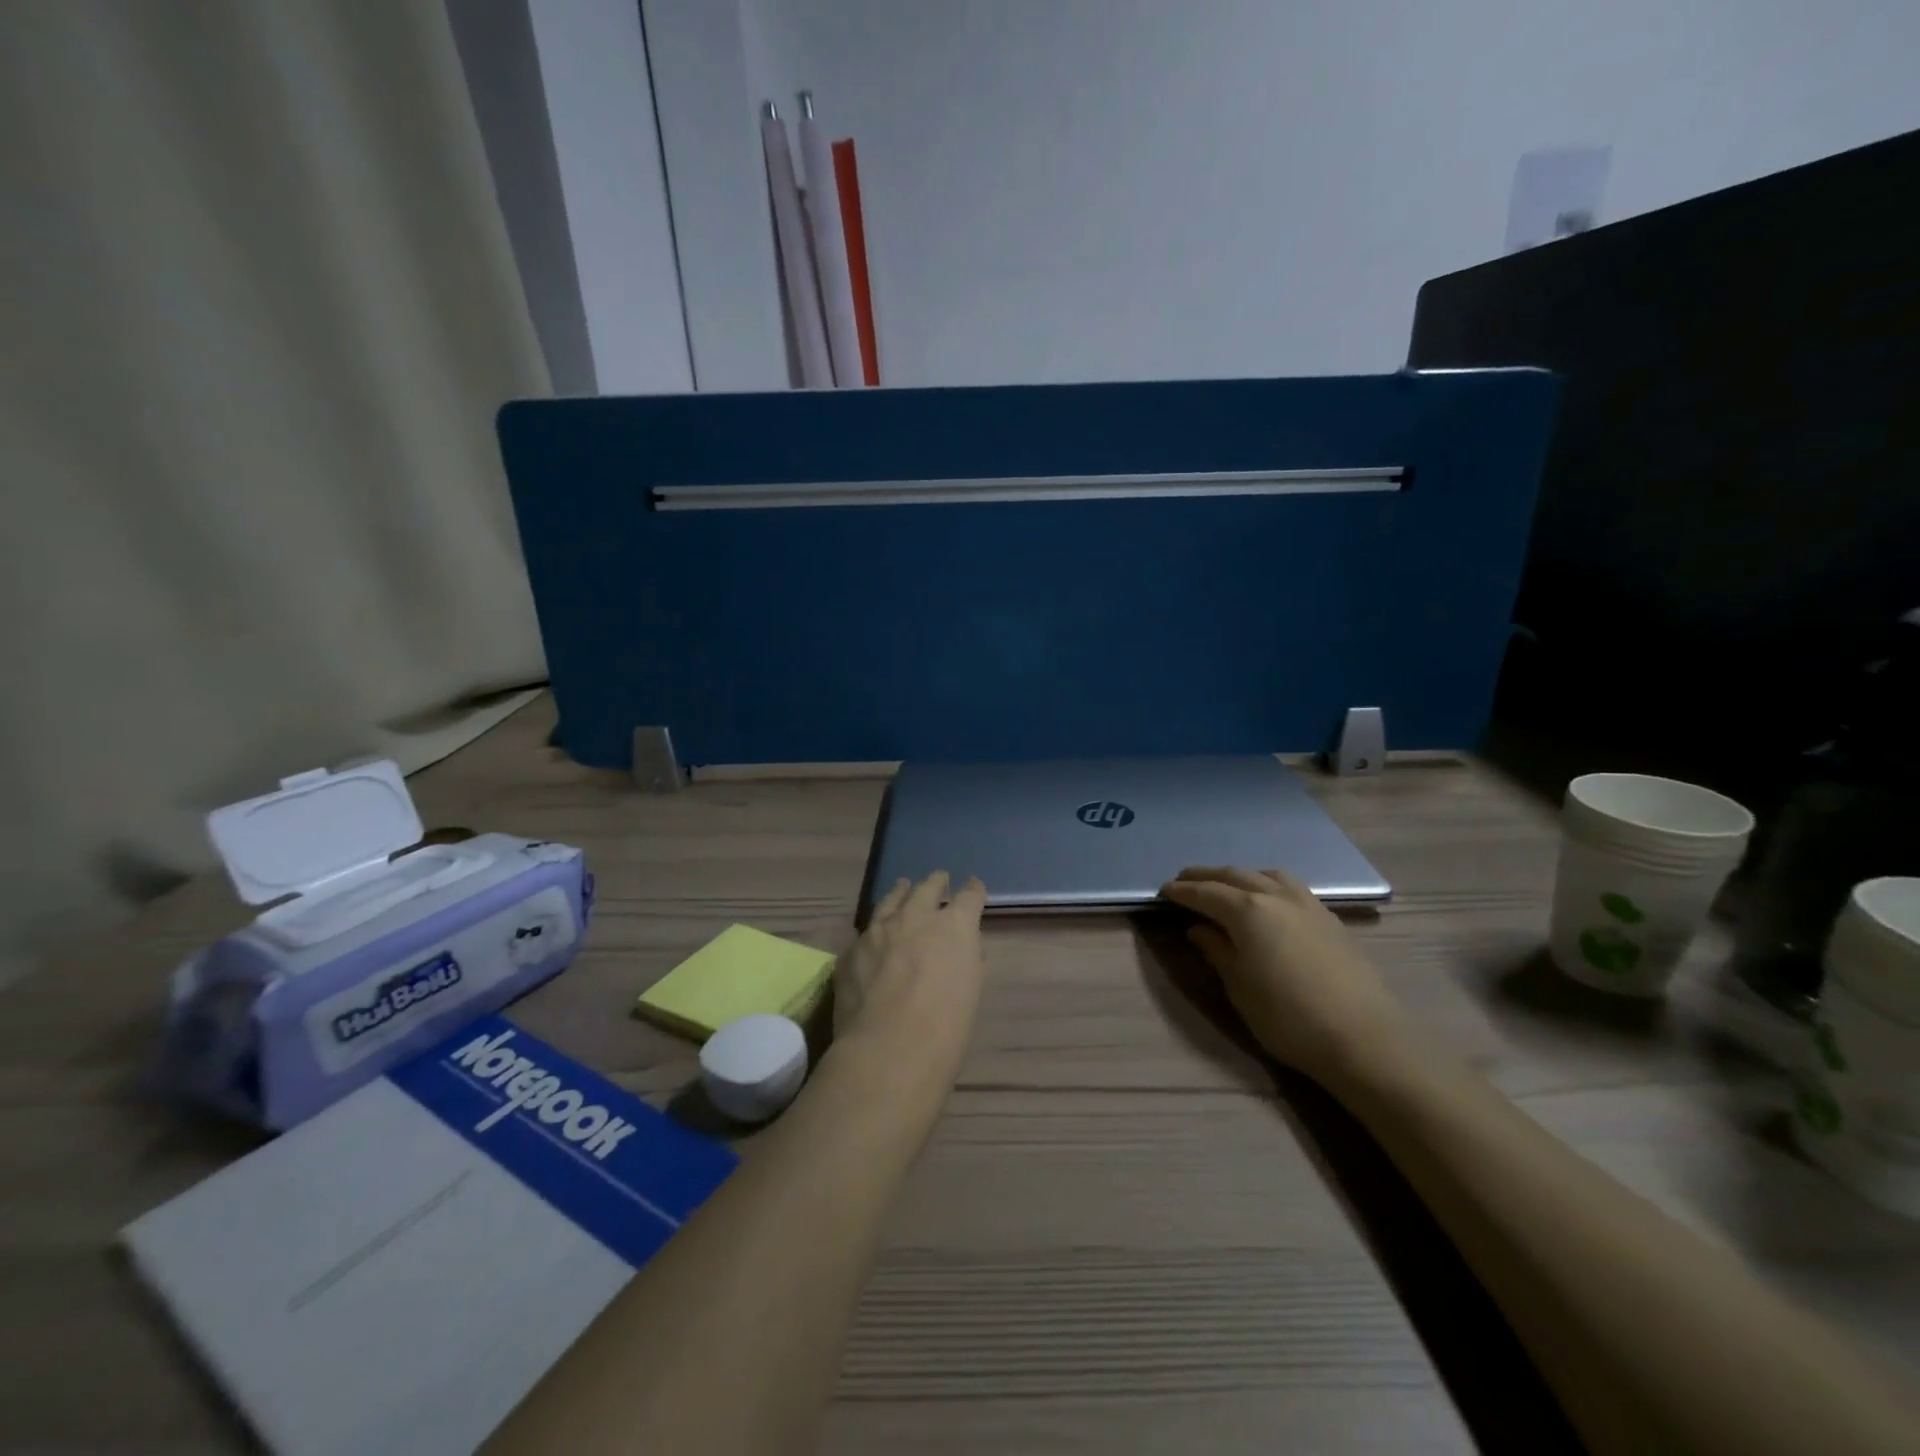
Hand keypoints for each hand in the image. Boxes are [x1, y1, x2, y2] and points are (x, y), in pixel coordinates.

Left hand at [834, 872, 988, 1071]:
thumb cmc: (945, 1028)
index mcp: (954, 926)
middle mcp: (916, 916)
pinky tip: (873, 937)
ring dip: (900, 893)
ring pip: (891, 901)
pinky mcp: (851, 950)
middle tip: (939, 879)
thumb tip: (961, 950)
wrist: (888, 1049)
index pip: (969, 896)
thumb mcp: (970, 991)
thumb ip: (966, 961)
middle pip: (927, 888)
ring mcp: (878, 930)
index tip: (973, 887)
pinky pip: (866, 933)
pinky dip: (875, 931)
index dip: (973, 890)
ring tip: (903, 886)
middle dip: (935, 882)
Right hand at [1160, 867, 1406, 1085]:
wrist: (1364, 1040)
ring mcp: (1308, 904)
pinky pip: (1290, 887)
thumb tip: (1199, 929)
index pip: (1206, 892)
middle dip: (1206, 876)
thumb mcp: (1240, 988)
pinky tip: (1268, 901)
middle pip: (1234, 876)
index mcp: (1248, 911)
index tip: (1163, 891)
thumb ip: (1217, 951)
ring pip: (1266, 875)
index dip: (1182, 891)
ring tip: (1227, 886)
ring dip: (1240, 876)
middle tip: (1185, 881)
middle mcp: (1276, 896)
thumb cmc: (1288, 1018)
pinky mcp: (1330, 919)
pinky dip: (1268, 884)